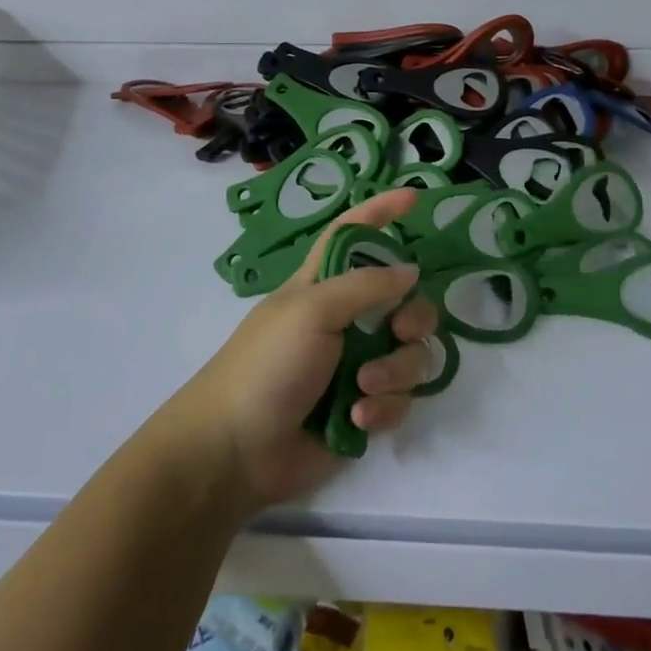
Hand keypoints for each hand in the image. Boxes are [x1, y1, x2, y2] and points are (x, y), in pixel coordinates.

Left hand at [174, 189, 441, 508]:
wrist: (236, 451)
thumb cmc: (266, 365)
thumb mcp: (311, 311)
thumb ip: (366, 285)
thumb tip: (410, 271)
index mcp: (324, 285)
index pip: (353, 235)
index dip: (379, 212)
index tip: (414, 200)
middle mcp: (346, 320)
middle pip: (404, 301)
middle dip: (414, 317)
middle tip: (400, 331)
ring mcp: (356, 365)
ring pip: (410, 354)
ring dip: (395, 372)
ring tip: (362, 389)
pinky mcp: (363, 408)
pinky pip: (400, 399)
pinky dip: (384, 408)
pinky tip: (357, 420)